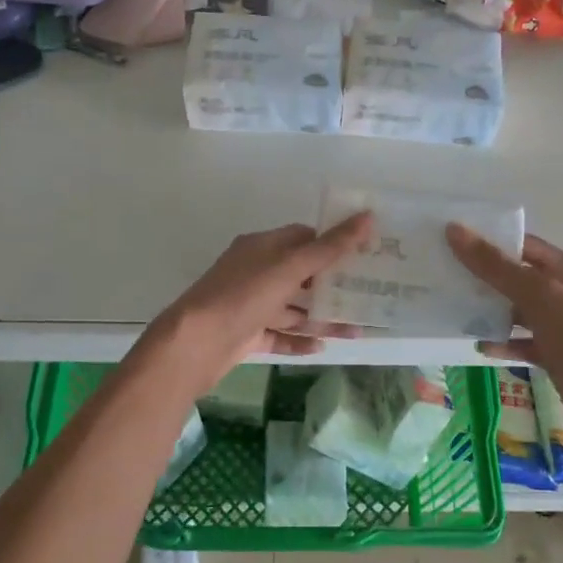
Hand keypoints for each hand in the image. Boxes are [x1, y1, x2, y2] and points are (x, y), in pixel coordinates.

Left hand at [145, 214, 373, 394]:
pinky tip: (323, 347)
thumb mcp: (289, 267)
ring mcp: (250, 306)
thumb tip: (367, 216)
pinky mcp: (246, 335)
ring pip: (293, 309)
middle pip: (301, 275)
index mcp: (262, 247)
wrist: (194, 344)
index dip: (331, 243)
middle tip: (367, 294)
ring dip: (322, 318)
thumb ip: (330, 247)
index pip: (302, 237)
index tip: (363, 254)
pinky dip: (299, 340)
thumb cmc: (243, 296)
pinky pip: (279, 335)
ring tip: (356, 329)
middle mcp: (255, 272)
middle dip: (332, 285)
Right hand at [446, 225, 562, 439]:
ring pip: (516, 310)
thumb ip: (495, 266)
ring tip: (452, 307)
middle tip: (441, 274)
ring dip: (489, 310)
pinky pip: (521, 342)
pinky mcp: (555, 354)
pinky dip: (503, 342)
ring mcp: (559, 324)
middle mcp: (562, 292)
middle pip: (515, 277)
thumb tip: (454, 230)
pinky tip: (480, 345)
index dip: (488, 240)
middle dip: (482, 276)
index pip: (521, 244)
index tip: (450, 241)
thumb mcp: (538, 296)